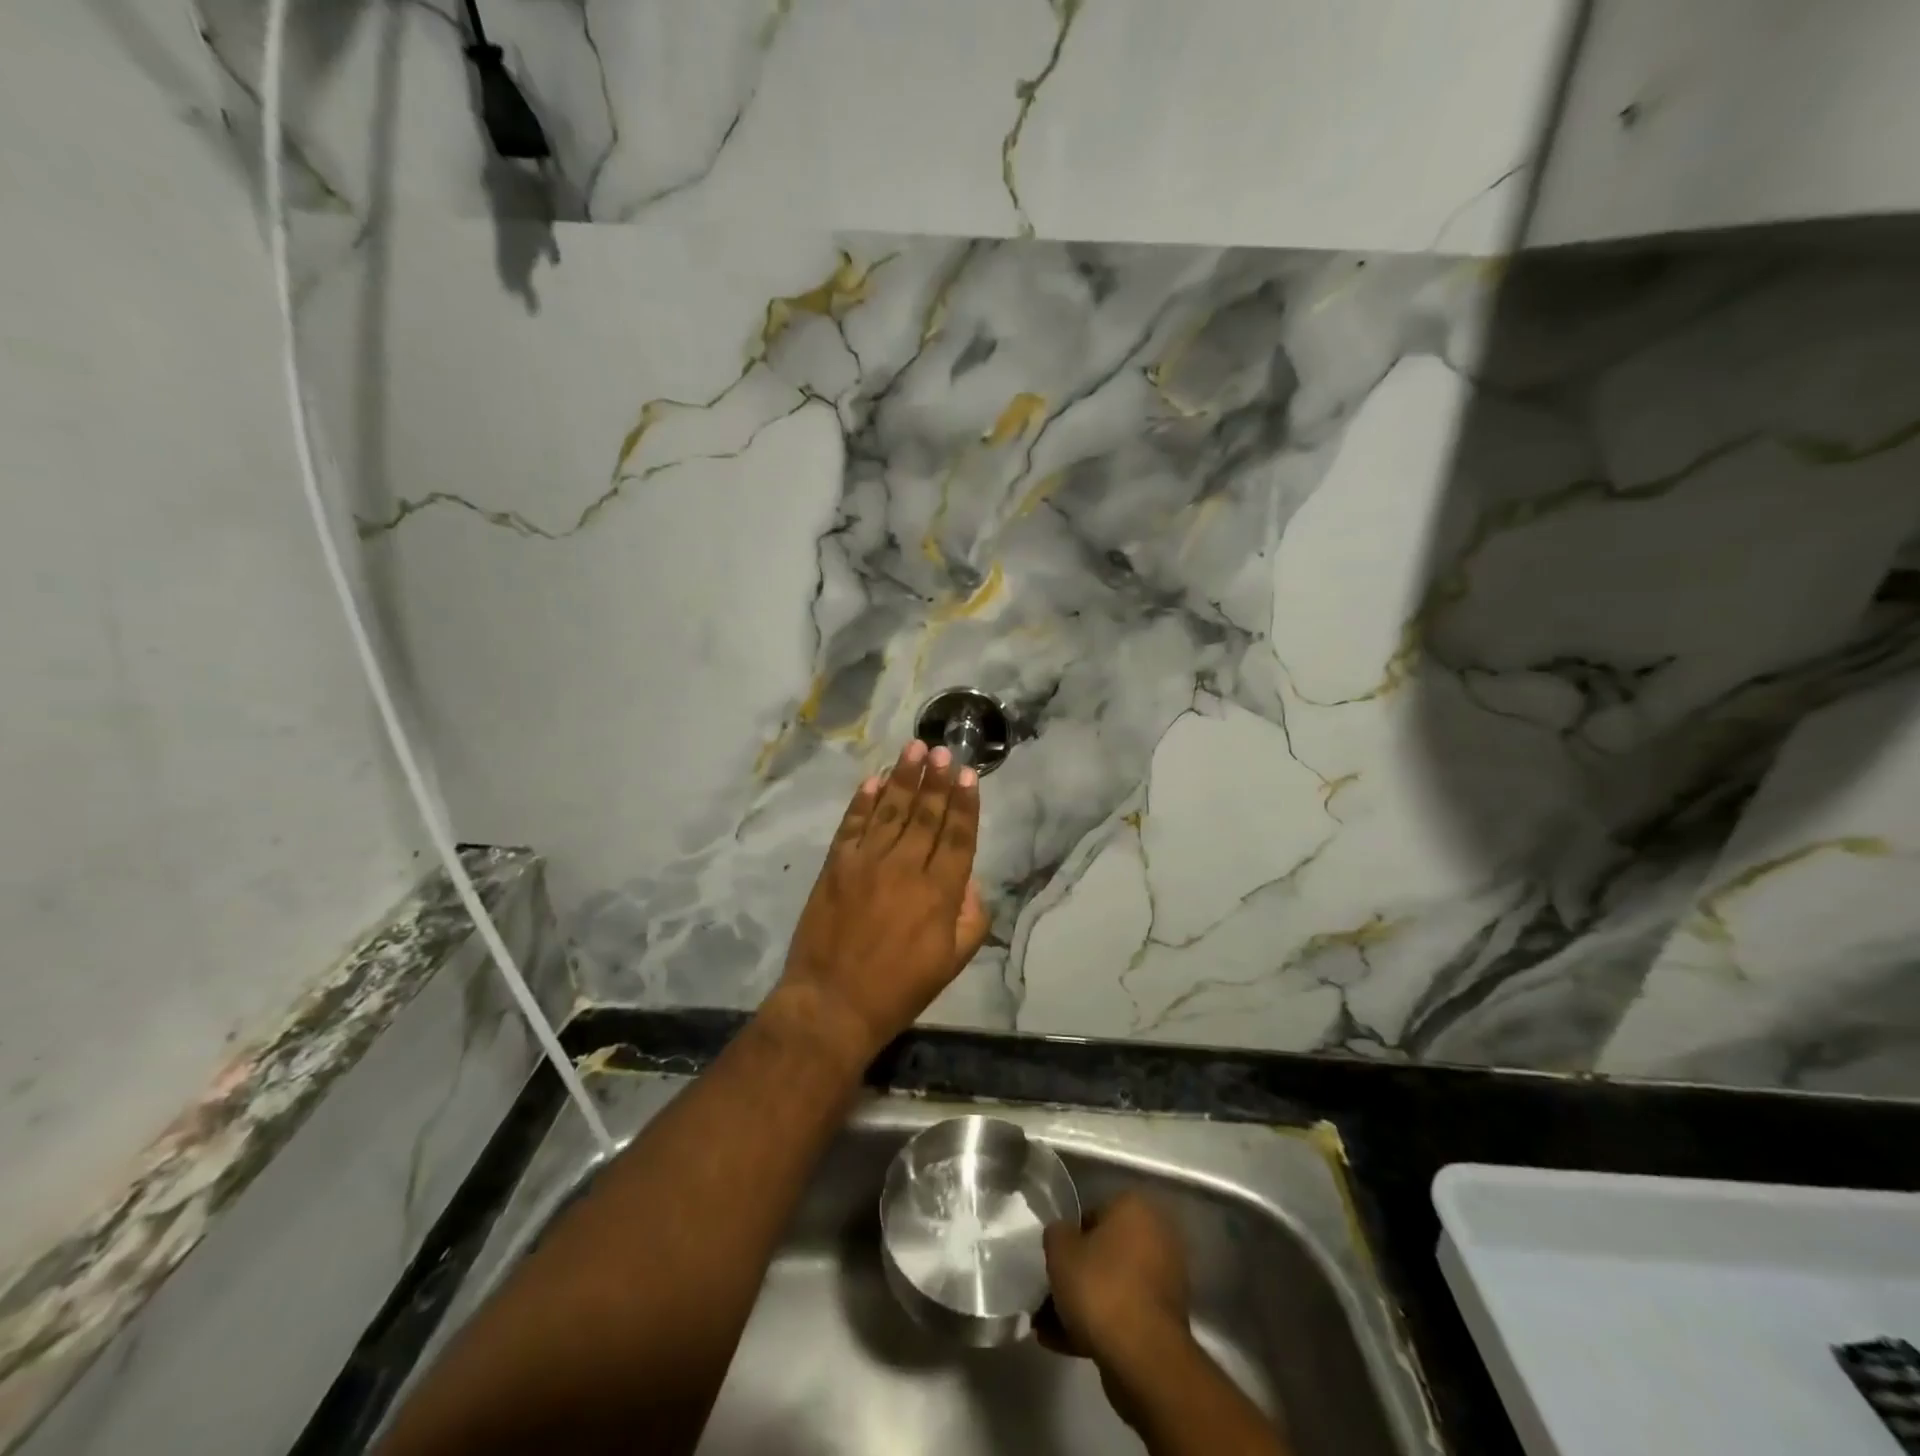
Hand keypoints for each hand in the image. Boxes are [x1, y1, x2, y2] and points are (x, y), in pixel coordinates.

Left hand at [775, 740, 990, 1062]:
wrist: (833, 1003)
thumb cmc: (899, 989)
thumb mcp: (952, 963)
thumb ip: (970, 917)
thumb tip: (969, 881)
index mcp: (939, 892)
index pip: (958, 836)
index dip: (965, 804)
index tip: (968, 775)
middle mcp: (906, 867)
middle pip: (926, 814)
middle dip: (937, 779)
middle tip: (943, 749)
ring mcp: (867, 862)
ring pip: (891, 809)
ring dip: (904, 777)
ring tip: (914, 748)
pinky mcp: (837, 865)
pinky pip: (853, 824)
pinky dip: (863, 801)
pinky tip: (873, 780)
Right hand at [1040, 1194, 1190, 1370]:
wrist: (1144, 1358)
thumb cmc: (1100, 1287)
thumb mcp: (1060, 1250)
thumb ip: (1056, 1234)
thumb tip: (1062, 1236)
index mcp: (1136, 1208)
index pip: (1093, 1213)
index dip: (1069, 1237)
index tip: (1053, 1260)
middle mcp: (1156, 1236)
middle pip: (1104, 1252)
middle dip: (1076, 1274)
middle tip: (1048, 1293)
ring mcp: (1164, 1281)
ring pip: (1112, 1285)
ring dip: (1082, 1303)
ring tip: (1046, 1327)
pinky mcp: (1164, 1321)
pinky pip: (1124, 1313)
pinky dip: (1098, 1325)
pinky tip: (1063, 1344)